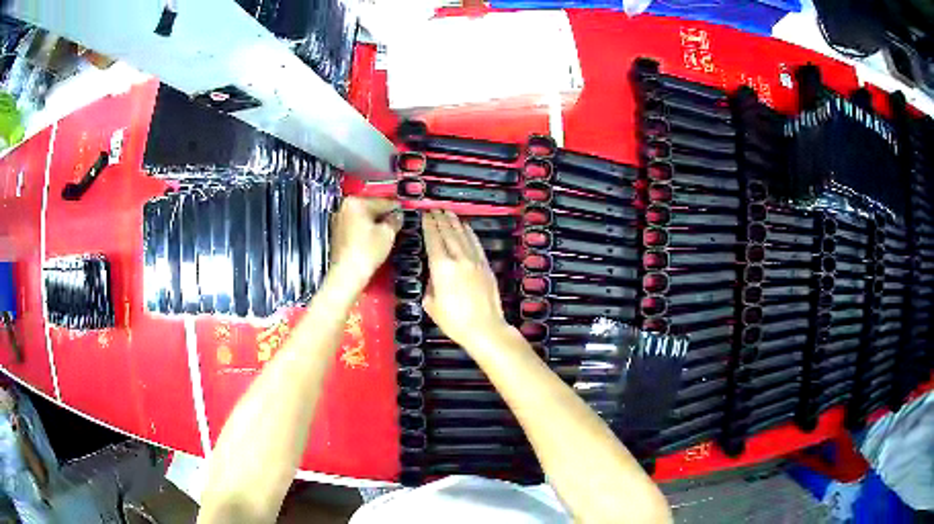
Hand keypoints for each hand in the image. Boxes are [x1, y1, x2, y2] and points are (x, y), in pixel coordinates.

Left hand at [329, 197, 401, 291]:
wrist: (347, 274)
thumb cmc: (366, 251)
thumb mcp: (387, 233)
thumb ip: (394, 220)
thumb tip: (397, 216)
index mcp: (355, 202)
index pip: (381, 201)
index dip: (395, 207)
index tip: (403, 210)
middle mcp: (344, 208)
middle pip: (369, 208)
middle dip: (383, 215)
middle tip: (397, 221)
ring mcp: (338, 222)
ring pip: (362, 219)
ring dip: (374, 223)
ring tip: (388, 231)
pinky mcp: (337, 235)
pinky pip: (355, 228)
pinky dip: (365, 231)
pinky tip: (375, 239)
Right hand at [422, 210, 510, 348]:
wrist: (484, 328)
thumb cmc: (453, 321)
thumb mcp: (431, 304)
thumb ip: (430, 284)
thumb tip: (434, 275)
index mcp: (441, 267)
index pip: (433, 239)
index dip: (429, 225)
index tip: (425, 214)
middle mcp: (458, 258)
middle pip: (448, 233)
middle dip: (440, 219)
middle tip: (434, 208)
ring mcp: (474, 260)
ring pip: (463, 235)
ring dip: (454, 222)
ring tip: (448, 212)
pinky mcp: (485, 265)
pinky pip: (476, 243)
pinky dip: (469, 232)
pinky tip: (466, 227)